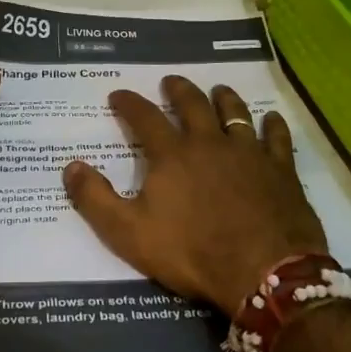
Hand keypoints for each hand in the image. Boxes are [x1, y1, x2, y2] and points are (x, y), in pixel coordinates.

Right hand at [62, 76, 328, 313]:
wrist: (263, 272)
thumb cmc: (192, 252)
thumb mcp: (129, 233)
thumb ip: (96, 198)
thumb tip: (70, 166)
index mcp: (172, 155)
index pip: (144, 117)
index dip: (129, 103)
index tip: (118, 93)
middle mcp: (209, 142)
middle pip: (192, 104)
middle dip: (178, 89)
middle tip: (170, 80)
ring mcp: (248, 153)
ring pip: (235, 113)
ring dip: (224, 98)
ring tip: (219, 89)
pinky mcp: (280, 169)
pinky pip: (277, 137)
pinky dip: (272, 124)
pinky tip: (271, 119)